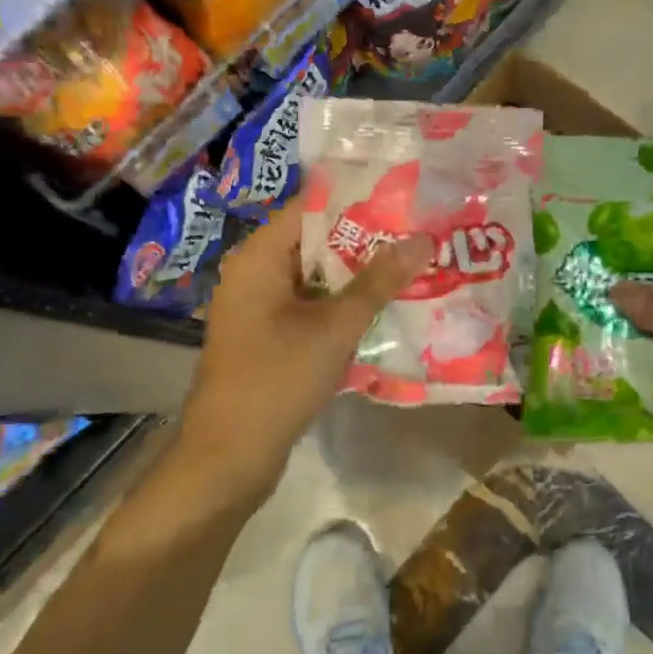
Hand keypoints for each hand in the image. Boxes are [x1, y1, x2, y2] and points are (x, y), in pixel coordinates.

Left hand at [178, 203, 431, 505]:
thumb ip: (379, 281)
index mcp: (259, 256)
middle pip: (317, 240)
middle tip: (422, 231)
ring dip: (360, 275)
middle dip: (368, 239)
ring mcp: (260, 306)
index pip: (313, 206)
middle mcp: (255, 272)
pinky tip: (386, 307)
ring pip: (317, 276)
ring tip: (414, 264)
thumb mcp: (335, 327)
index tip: (407, 196)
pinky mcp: (268, 336)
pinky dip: (343, 304)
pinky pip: (311, 306)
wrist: (229, 457)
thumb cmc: (277, 379)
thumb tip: (423, 238)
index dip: (360, 198)